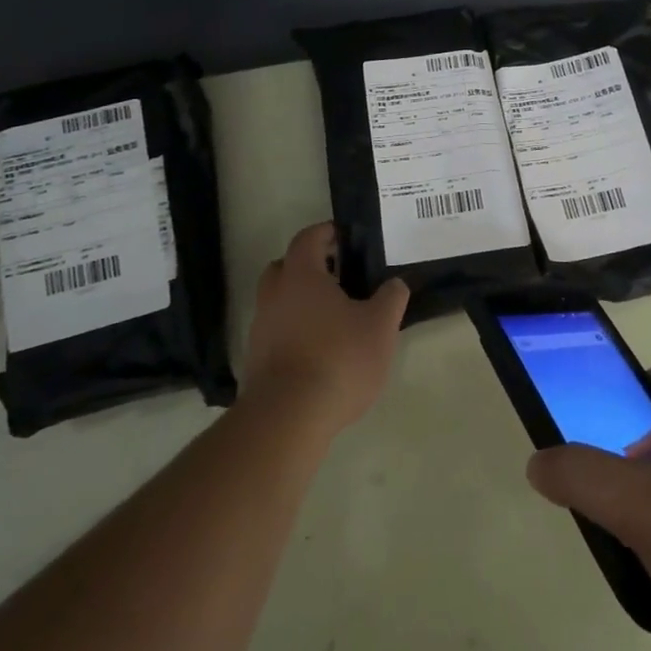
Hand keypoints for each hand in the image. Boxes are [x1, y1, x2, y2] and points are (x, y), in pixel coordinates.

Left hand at [243, 222, 408, 437]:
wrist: (288, 417)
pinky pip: (275, 332)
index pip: (308, 238)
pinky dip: (293, 331)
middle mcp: (274, 295)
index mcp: (301, 276)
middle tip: (338, 275)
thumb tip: (395, 283)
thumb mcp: (380, 326)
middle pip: (285, 267)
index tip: (345, 237)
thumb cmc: (338, 358)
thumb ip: (391, 298)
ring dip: (300, 301)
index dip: (326, 233)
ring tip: (333, 318)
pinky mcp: (255, 361)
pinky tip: (318, 350)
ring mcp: (260, 329)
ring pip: (278, 301)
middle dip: (309, 266)